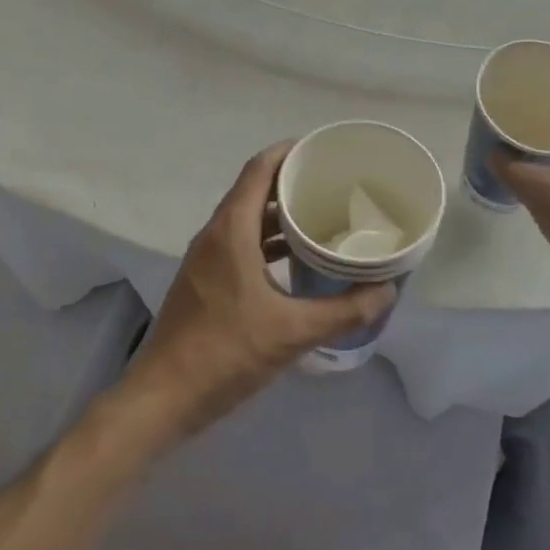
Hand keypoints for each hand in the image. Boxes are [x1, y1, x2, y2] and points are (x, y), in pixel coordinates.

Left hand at [116, 142, 396, 446]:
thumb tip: (387, 290)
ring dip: (280, 213)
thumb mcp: (292, 332)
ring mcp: (206, 258)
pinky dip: (268, 240)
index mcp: (231, 231)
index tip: (324, 150)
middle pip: (255, 190)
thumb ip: (343, 310)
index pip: (260, 169)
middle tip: (335, 184)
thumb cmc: (225, 353)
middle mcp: (216, 235)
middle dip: (292, 182)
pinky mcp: (205, 280)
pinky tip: (297, 259)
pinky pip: (241, 243)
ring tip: (322, 216)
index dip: (289, 152)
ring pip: (247, 219)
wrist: (163, 398)